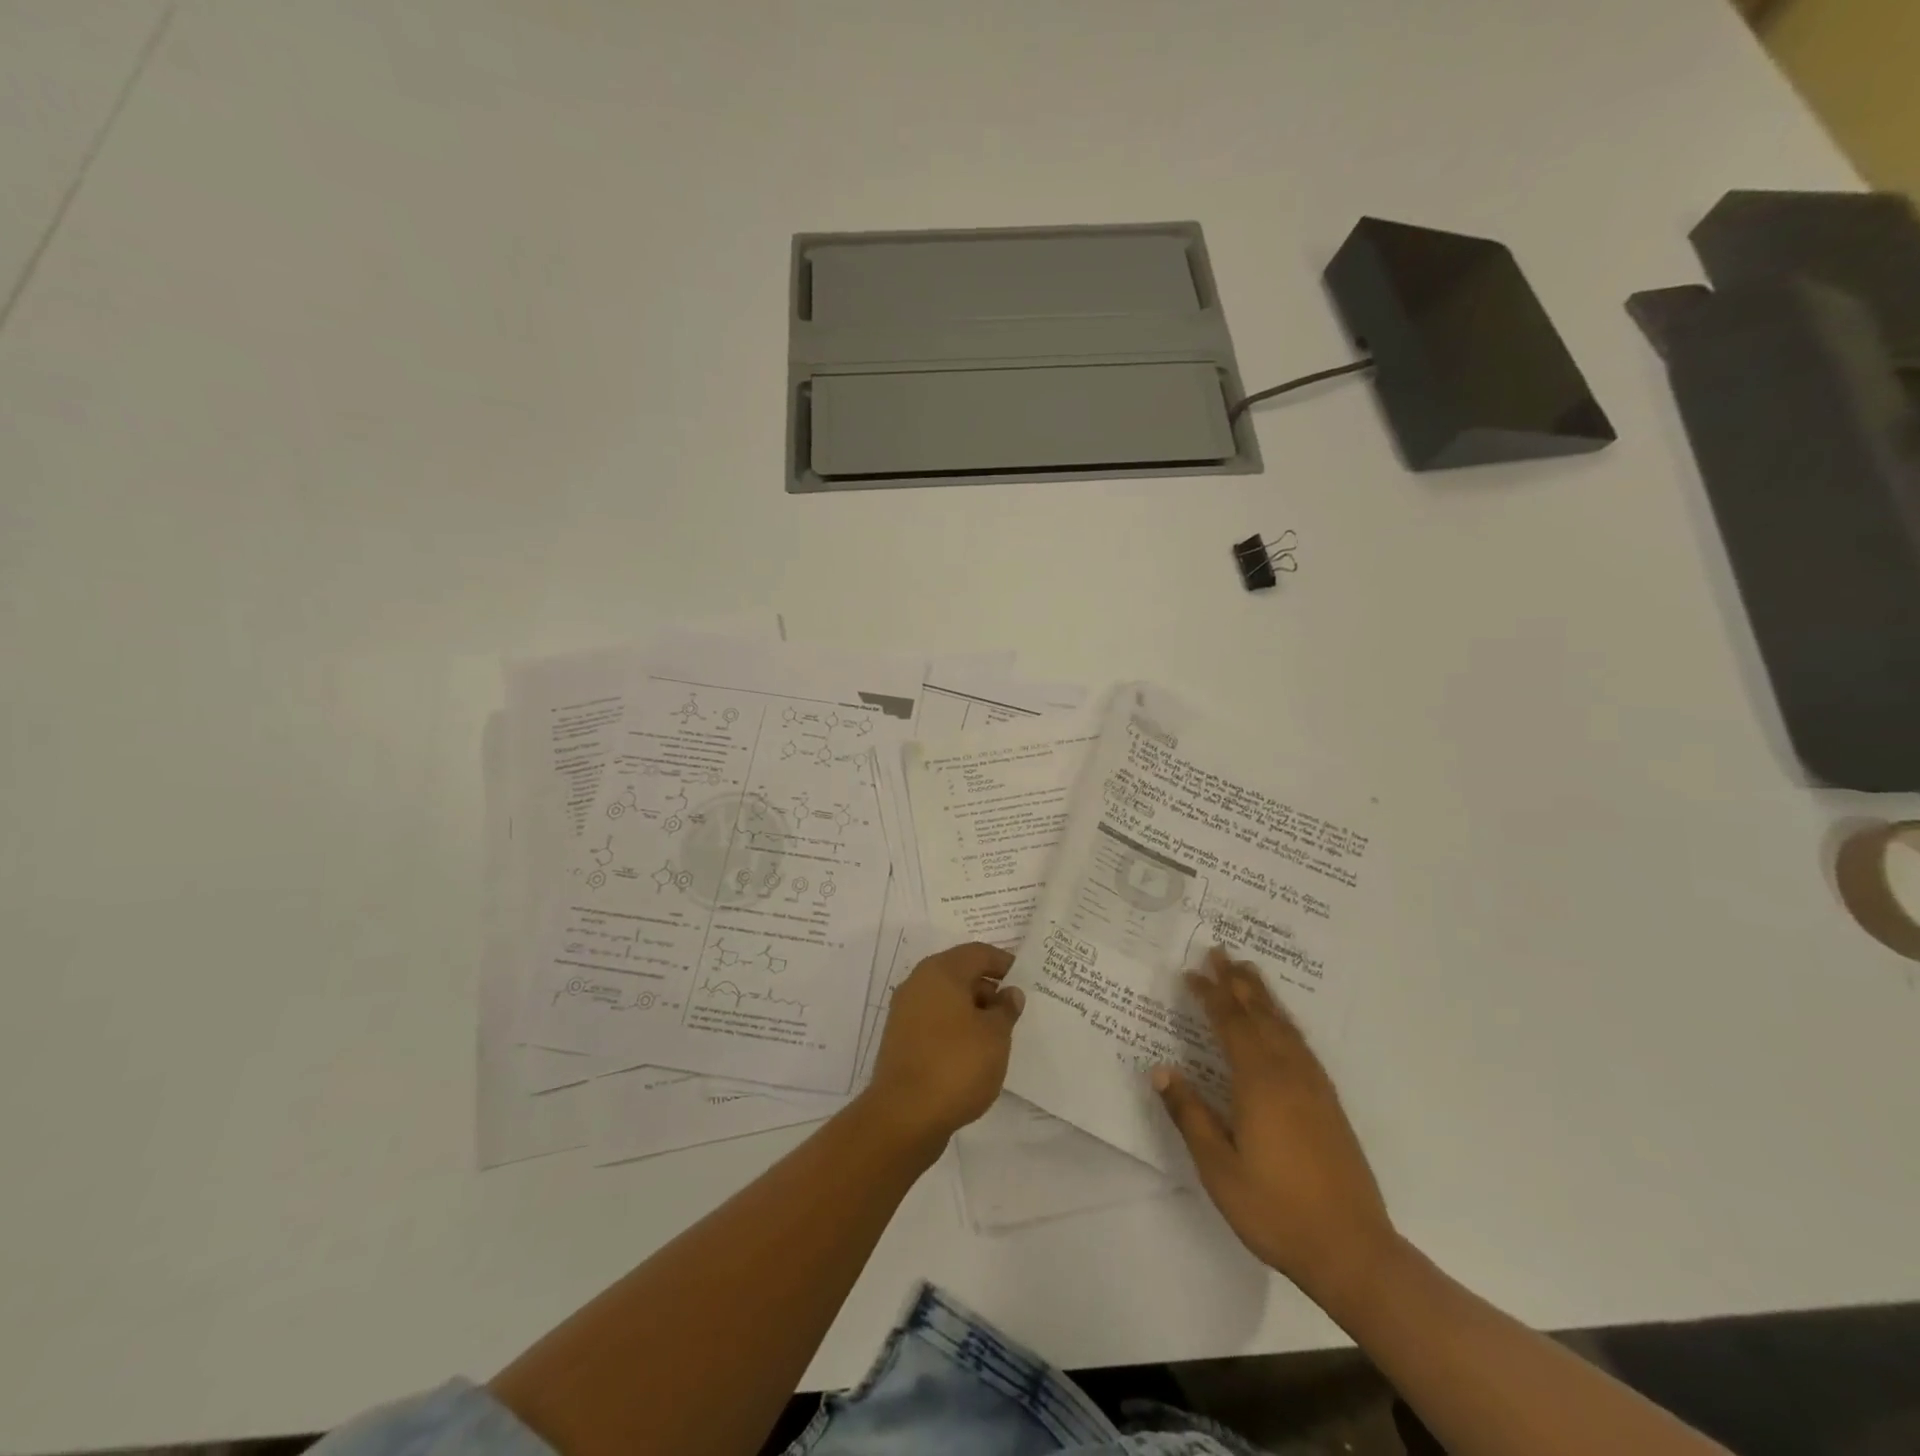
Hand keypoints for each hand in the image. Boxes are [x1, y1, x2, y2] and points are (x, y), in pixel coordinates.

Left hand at [864, 942, 1023, 1150]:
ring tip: (997, 1035)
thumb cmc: (956, 1065)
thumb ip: (1006, 1009)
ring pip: (946, 999)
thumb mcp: (995, 1036)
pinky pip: (935, 1021)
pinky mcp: (900, 1040)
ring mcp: (905, 1012)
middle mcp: (918, 983)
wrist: (904, 1115)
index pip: (977, 953)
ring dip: (972, 1010)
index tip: (1025, 979)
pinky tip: (973, 1052)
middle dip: (988, 988)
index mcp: (940, 971)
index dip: (1003, 962)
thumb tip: (1009, 993)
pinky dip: (955, 1027)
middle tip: (1014, 1010)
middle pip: (959, 973)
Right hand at [1154, 947, 1397, 1303]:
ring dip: (1263, 996)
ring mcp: (1314, 1087)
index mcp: (1258, 1083)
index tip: (1190, 972)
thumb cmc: (1275, 1209)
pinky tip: (1282, 1025)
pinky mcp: (1329, 1104)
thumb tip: (1161, 1070)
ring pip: (1284, 1026)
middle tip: (1220, 952)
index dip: (1209, 995)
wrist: (1352, 1251)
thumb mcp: (1218, 1167)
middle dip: (1237, 982)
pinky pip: (1301, 1045)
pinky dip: (1285, 1022)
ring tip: (1249, 973)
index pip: (1229, 1024)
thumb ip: (1190, 1114)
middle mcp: (1288, 1074)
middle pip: (1259, 1015)